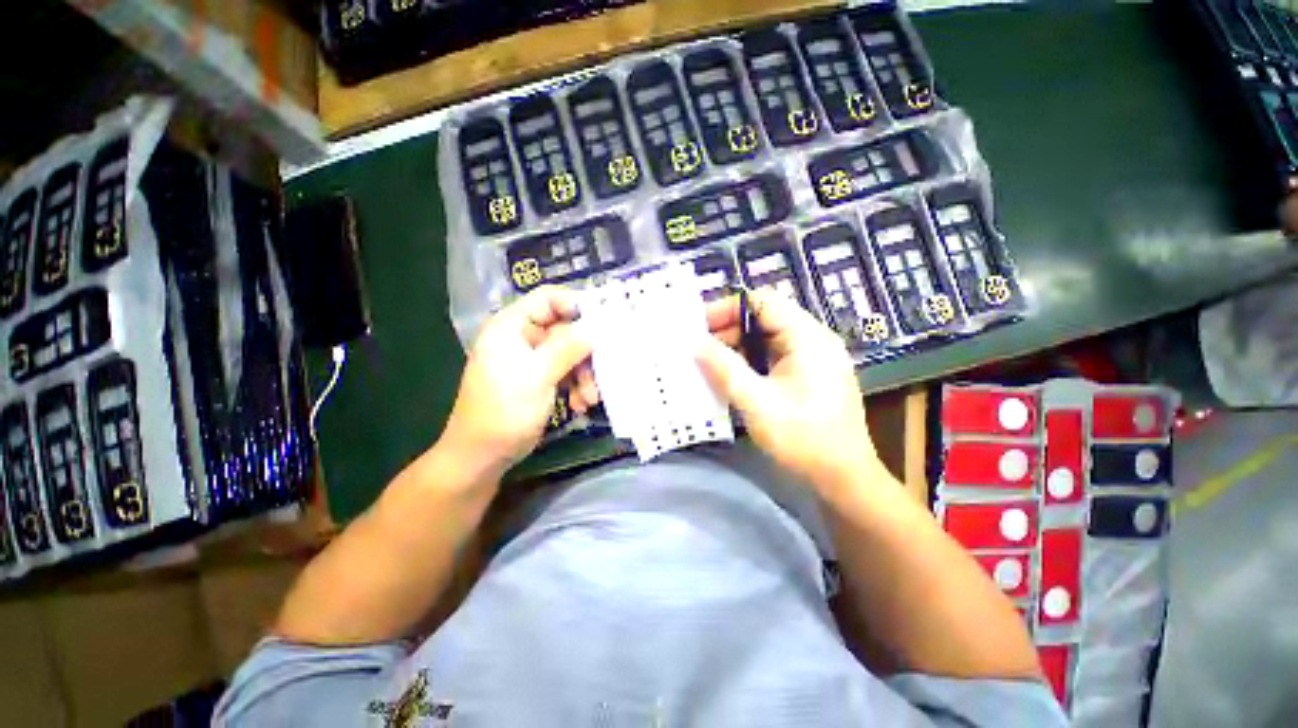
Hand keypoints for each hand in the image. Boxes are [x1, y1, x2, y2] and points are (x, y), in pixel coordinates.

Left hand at [442, 286, 591, 474]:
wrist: (482, 456)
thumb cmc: (504, 411)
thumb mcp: (537, 376)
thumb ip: (567, 348)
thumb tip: (595, 327)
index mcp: (512, 326)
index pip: (548, 299)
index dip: (577, 305)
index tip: (604, 323)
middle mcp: (522, 337)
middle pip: (565, 330)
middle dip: (585, 353)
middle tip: (604, 370)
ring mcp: (532, 359)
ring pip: (570, 354)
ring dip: (584, 375)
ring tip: (590, 399)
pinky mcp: (540, 379)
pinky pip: (566, 372)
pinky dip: (576, 386)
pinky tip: (580, 405)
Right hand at [695, 291, 881, 491]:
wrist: (844, 477)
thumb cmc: (802, 437)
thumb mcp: (756, 401)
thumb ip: (724, 368)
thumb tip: (696, 344)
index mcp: (807, 337)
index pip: (762, 301)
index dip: (727, 308)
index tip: (699, 326)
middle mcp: (813, 339)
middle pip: (765, 318)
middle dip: (729, 329)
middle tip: (699, 347)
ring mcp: (814, 357)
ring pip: (768, 338)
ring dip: (738, 346)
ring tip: (709, 362)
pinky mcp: (810, 374)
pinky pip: (775, 356)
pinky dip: (752, 360)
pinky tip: (732, 375)